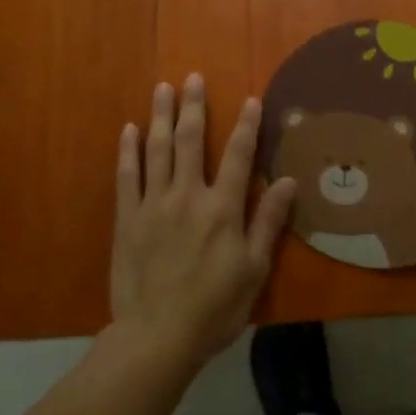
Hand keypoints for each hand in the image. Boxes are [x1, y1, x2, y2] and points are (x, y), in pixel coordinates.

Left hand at [111, 75, 295, 369]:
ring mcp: (153, 204)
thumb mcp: (254, 269)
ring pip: (157, 150)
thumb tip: (288, 181)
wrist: (156, 337)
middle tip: (193, 77)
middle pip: (191, 141)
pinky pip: (127, 176)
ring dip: (161, 116)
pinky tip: (129, 129)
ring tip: (162, 88)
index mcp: (222, 208)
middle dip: (194, 107)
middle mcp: (188, 195)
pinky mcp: (127, 218)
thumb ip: (268, 222)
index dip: (247, 125)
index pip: (240, 155)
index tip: (251, 99)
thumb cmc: (214, 307)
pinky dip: (128, 150)